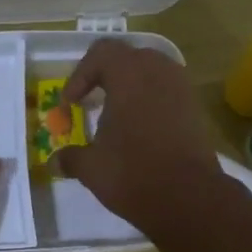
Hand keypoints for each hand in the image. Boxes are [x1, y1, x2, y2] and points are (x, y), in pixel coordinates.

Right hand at [55, 38, 221, 236]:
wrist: (189, 197)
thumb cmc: (133, 173)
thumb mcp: (92, 167)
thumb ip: (71, 158)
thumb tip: (55, 162)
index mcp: (129, 73)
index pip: (100, 53)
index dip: (80, 75)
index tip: (70, 104)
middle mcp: (159, 71)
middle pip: (129, 59)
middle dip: (107, 78)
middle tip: (92, 102)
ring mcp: (183, 89)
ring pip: (152, 76)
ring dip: (131, 91)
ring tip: (116, 118)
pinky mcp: (196, 111)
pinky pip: (168, 95)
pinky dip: (151, 106)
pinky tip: (140, 134)